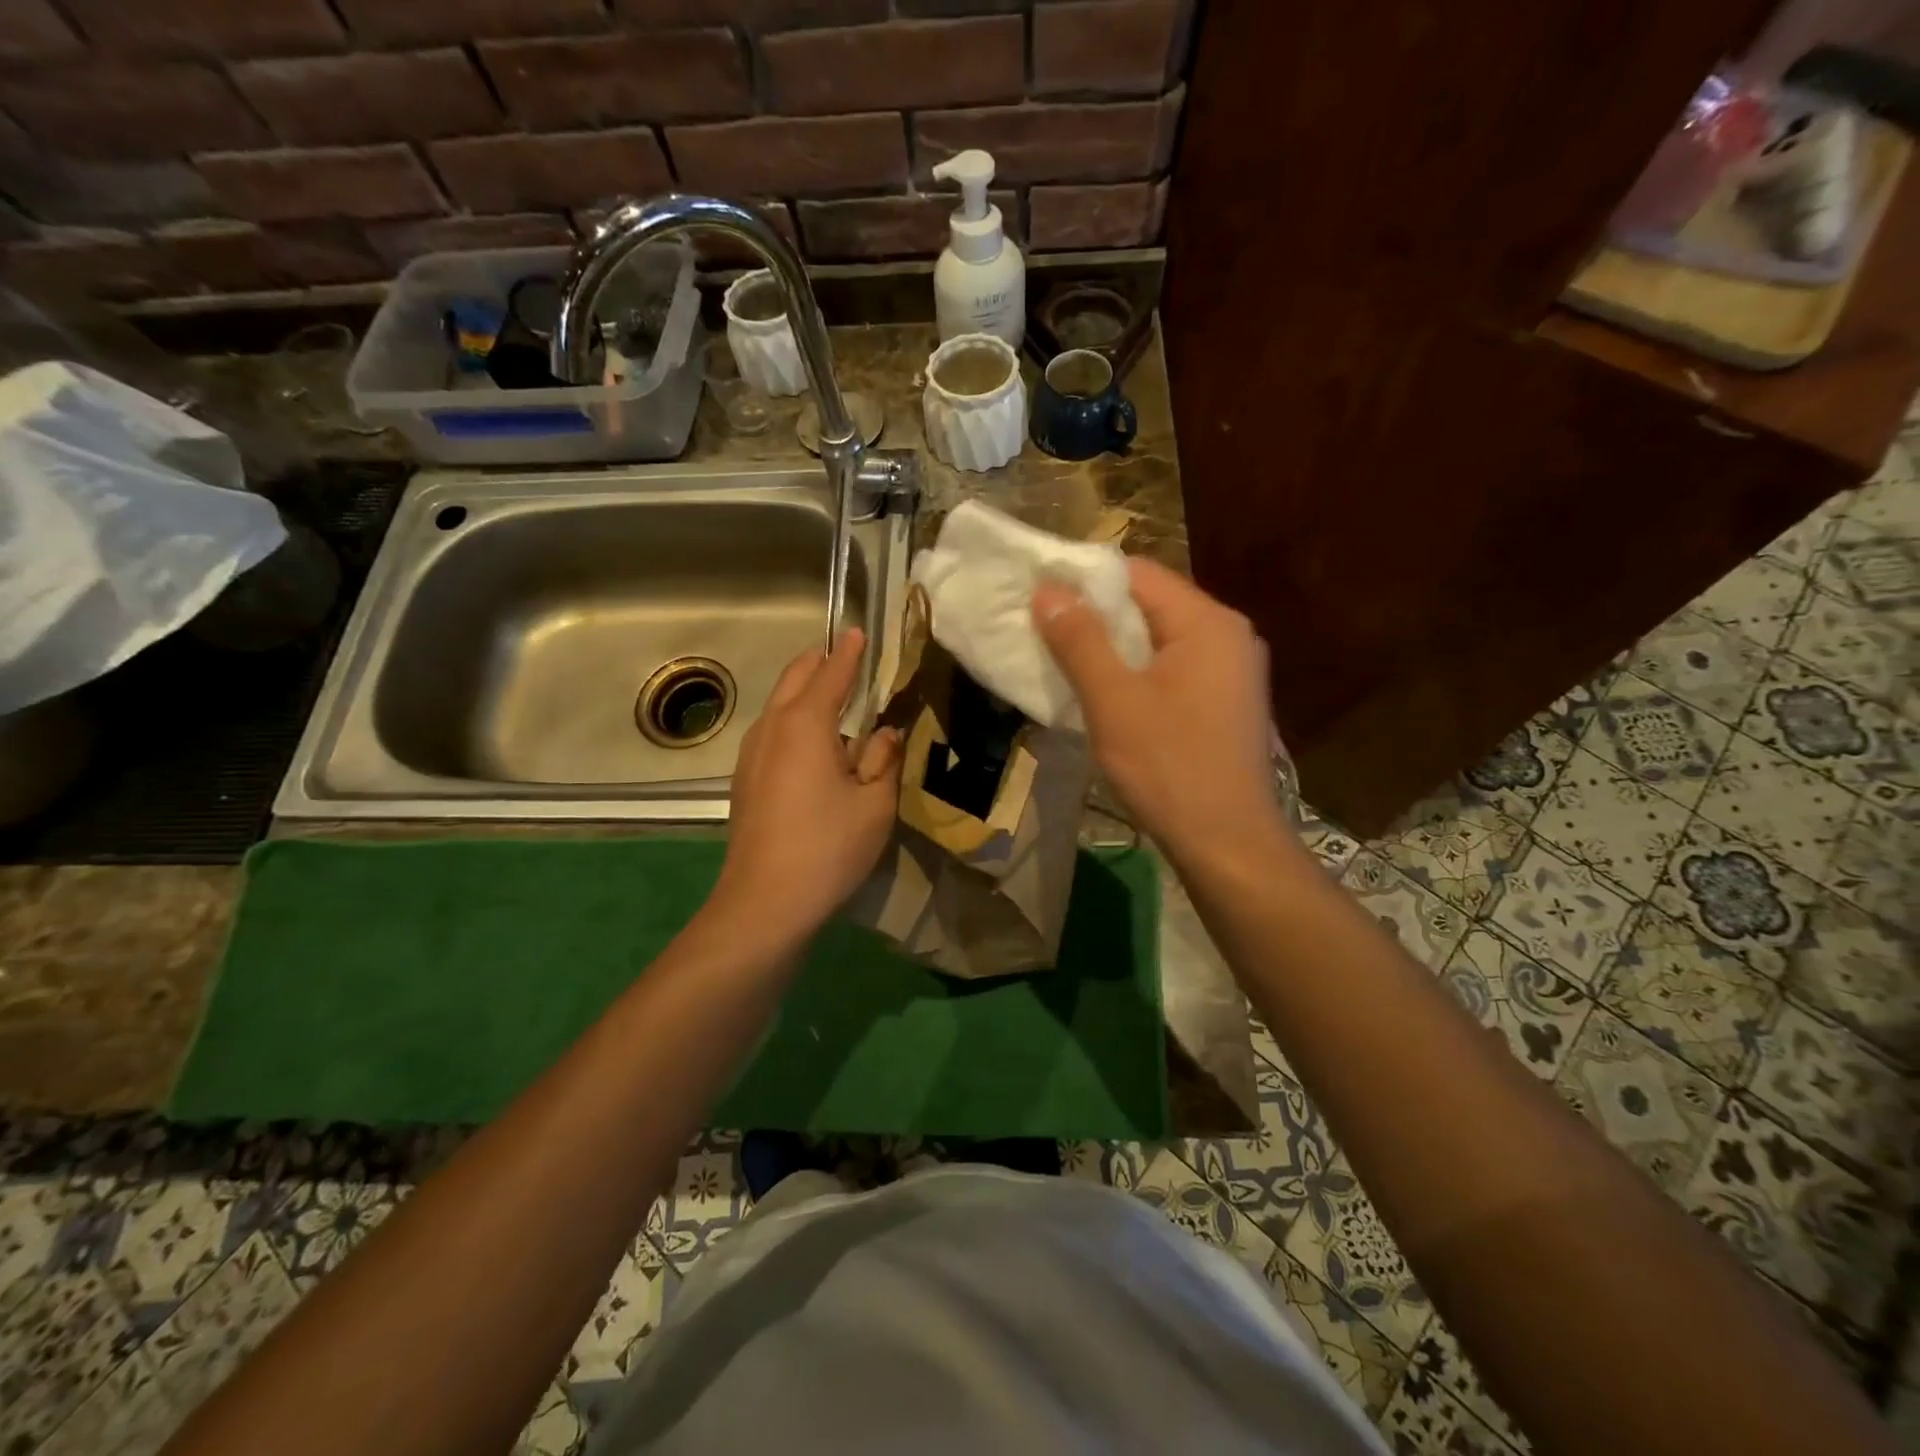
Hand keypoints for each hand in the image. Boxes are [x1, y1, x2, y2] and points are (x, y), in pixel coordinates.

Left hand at [713, 628, 902, 939]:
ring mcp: (751, 755)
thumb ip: (884, 759)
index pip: (830, 673)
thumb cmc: (828, 847)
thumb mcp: (874, 803)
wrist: (765, 902)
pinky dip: (794, 721)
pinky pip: (772, 732)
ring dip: (804, 692)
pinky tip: (814, 745)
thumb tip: (885, 733)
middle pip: (794, 679)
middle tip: (846, 657)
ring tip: (835, 698)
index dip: (848, 652)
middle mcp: (771, 728)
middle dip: (820, 663)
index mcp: (805, 724)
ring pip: (779, 706)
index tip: (859, 631)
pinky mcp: (746, 780)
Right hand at [1033, 559, 1288, 859]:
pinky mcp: (1225, 703)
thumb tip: (1047, 589)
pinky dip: (1137, 673)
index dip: (1084, 580)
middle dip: (1096, 616)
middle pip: (1150, 604)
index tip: (1039, 597)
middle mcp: (1228, 635)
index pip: (1138, 574)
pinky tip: (1106, 696)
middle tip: (1043, 631)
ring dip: (1114, 648)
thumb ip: (1080, 640)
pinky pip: (1173, 669)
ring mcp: (1232, 671)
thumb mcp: (1113, 701)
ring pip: (1159, 640)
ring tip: (1065, 662)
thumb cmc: (1169, 767)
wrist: (1228, 844)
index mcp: (1207, 622)